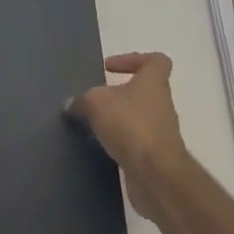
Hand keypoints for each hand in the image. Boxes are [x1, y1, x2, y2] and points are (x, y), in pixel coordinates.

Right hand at [68, 52, 191, 217]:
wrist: (156, 174)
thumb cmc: (130, 125)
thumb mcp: (95, 103)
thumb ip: (82, 100)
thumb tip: (71, 105)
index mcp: (153, 82)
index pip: (156, 60)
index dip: (134, 59)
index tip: (110, 68)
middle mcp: (161, 104)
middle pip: (142, 91)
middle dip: (118, 94)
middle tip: (93, 100)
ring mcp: (161, 131)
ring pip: (137, 117)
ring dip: (117, 120)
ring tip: (91, 125)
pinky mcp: (155, 156)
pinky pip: (134, 142)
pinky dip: (118, 142)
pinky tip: (99, 147)